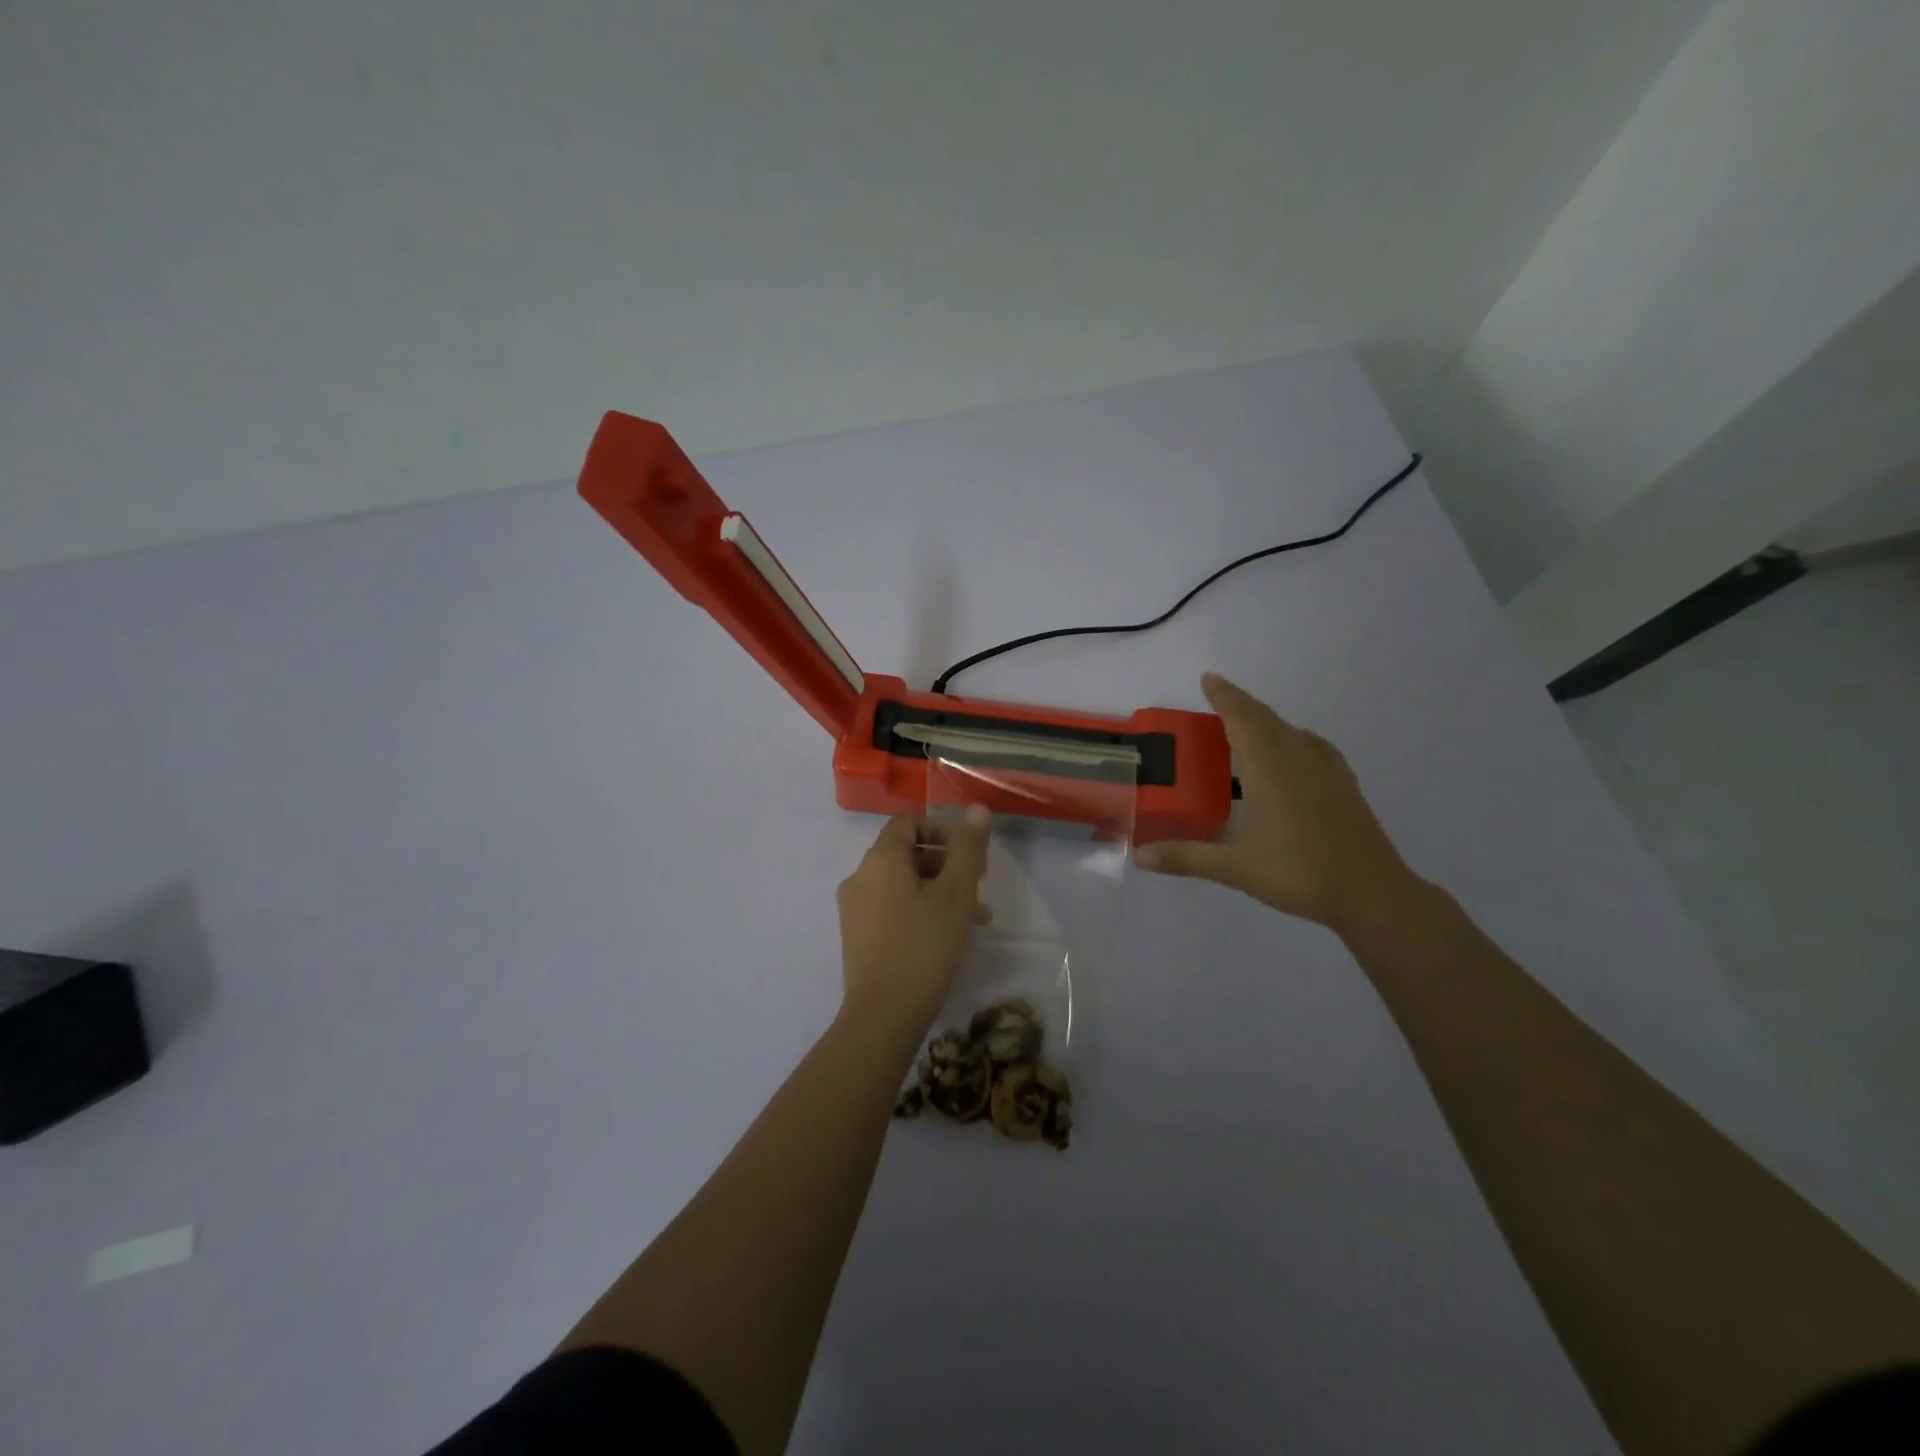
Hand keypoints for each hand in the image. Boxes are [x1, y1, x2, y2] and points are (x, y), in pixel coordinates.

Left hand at [836, 807, 990, 1031]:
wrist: (883, 1016)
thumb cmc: (924, 946)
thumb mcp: (956, 893)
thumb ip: (968, 848)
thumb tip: (976, 809)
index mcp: (880, 860)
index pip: (908, 823)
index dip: (942, 831)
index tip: (970, 854)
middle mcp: (860, 877)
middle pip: (906, 854)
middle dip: (946, 863)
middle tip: (978, 885)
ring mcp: (855, 910)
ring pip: (903, 884)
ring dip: (939, 890)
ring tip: (976, 916)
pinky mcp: (858, 937)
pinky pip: (892, 908)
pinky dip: (920, 910)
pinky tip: (949, 936)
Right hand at [1134, 673, 1423, 934]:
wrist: (1373, 893)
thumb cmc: (1300, 874)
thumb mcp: (1236, 868)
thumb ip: (1187, 858)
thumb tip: (1139, 856)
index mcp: (1270, 769)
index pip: (1243, 720)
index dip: (1225, 697)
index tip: (1209, 678)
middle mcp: (1298, 759)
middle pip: (1266, 719)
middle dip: (1240, 703)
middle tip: (1218, 694)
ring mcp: (1326, 770)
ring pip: (1291, 730)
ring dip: (1265, 720)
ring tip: (1245, 723)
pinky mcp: (1344, 785)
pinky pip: (1314, 746)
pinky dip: (1294, 737)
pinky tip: (1295, 750)